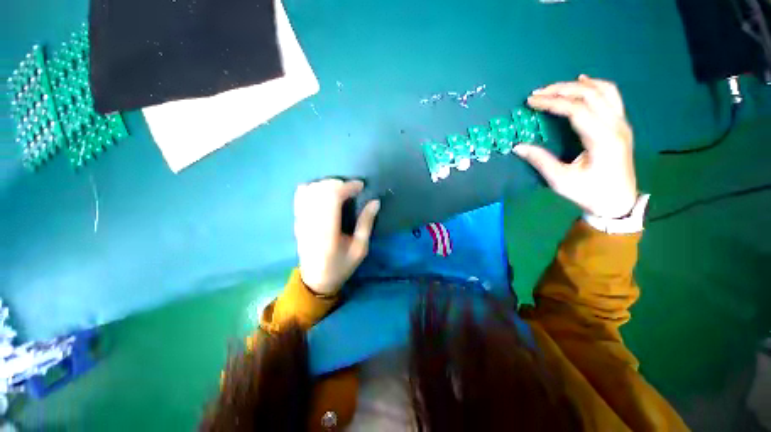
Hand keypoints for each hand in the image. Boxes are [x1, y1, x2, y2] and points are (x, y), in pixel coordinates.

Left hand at [293, 179, 380, 295]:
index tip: (361, 186)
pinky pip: (300, 194)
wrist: (315, 280)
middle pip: (321, 189)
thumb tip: (375, 202)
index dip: (348, 186)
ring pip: (310, 189)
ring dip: (327, 184)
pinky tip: (324, 193)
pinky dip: (313, 188)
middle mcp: (311, 222)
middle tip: (352, 190)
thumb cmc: (341, 266)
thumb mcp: (360, 249)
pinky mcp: (297, 219)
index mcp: (328, 232)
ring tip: (340, 191)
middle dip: (339, 183)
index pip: (332, 197)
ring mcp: (301, 220)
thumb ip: (366, 223)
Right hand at [514, 75, 637, 218]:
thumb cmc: (588, 193)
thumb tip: (518, 147)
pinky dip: (596, 86)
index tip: (531, 102)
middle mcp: (616, 126)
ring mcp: (622, 123)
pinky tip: (583, 82)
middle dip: (561, 90)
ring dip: (578, 85)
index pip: (577, 110)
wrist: (617, 201)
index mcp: (602, 139)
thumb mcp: (560, 180)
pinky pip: (611, 97)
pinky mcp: (621, 125)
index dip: (552, 102)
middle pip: (590, 95)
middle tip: (537, 93)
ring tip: (556, 87)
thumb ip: (540, 160)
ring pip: (603, 91)